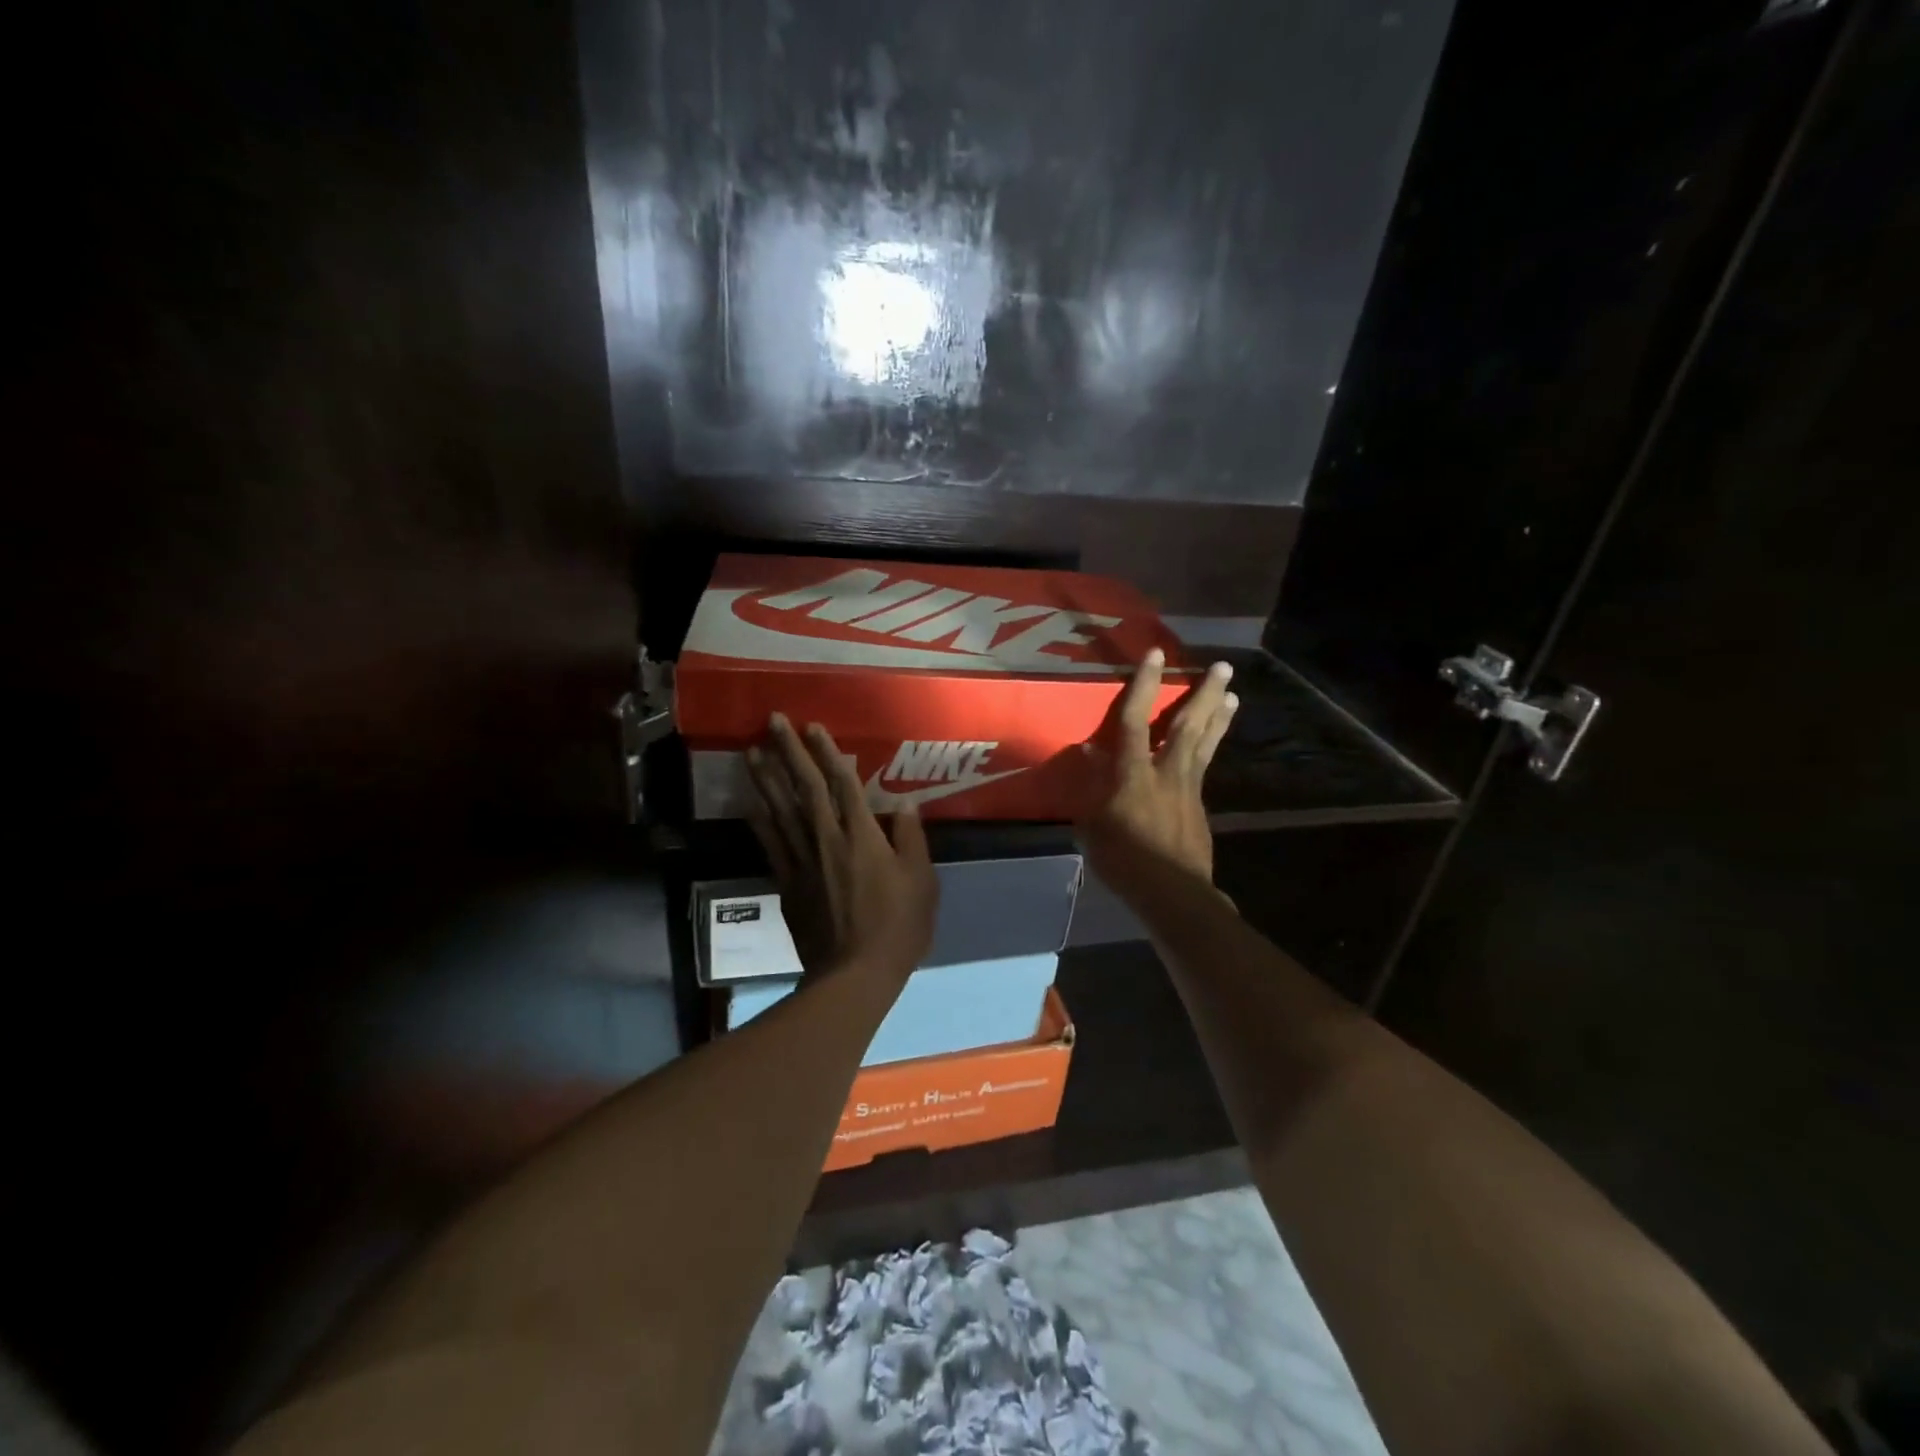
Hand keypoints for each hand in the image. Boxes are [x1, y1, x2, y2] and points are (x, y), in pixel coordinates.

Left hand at [745, 714, 938, 985]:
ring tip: (751, 751)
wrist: (854, 974)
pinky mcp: (787, 883)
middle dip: (789, 752)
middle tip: (773, 721)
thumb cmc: (897, 927)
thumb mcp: (921, 881)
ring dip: (766, 778)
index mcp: (863, 836)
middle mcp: (828, 839)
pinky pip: (770, 844)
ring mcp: (802, 860)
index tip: (813, 727)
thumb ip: (912, 839)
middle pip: (806, 788)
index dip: (828, 753)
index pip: (842, 784)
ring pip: (780, 810)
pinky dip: (758, 821)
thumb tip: (905, 804)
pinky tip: (749, 803)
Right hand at [1076, 649, 1236, 889]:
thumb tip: (1088, 753)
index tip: (1155, 654)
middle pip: (1188, 725)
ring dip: (1218, 716)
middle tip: (1222, 667)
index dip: (1144, 685)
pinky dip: (1211, 748)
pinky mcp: (1200, 807)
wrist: (1173, 893)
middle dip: (1204, 694)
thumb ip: (1092, 786)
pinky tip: (1212, 744)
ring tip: (1232, 694)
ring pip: (1205, 744)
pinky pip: (1205, 768)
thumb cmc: (1124, 860)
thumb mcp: (1093, 825)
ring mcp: (1189, 789)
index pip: (1135, 721)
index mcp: (1134, 774)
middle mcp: (1167, 772)